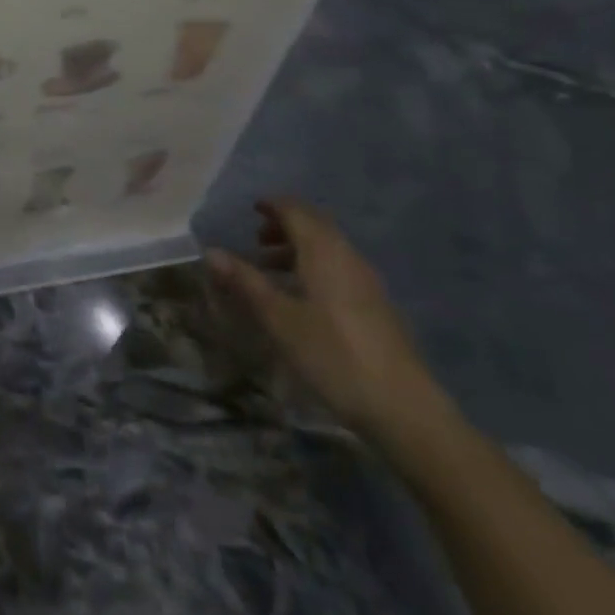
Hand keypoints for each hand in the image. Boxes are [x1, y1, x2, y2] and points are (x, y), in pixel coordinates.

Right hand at [208, 198, 447, 444]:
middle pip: (316, 226)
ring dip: (299, 249)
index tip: (252, 209)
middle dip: (286, 226)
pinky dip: (315, 268)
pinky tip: (302, 298)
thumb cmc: (332, 355)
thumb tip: (211, 251)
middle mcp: (348, 257)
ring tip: (271, 270)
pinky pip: (340, 270)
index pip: (297, 211)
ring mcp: (367, 282)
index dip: (273, 206)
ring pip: (329, 249)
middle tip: (256, 240)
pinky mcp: (377, 307)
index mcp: (324, 252)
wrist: (403, 408)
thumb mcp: (278, 318)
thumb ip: (245, 281)